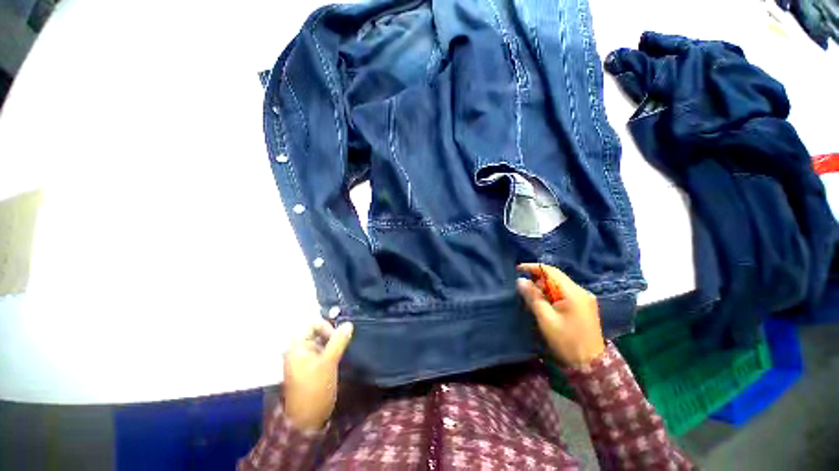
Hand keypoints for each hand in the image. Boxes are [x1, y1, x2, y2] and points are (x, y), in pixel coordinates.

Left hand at [283, 320, 353, 430]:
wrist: (306, 420)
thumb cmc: (315, 388)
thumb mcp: (328, 362)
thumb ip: (338, 341)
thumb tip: (349, 323)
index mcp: (297, 347)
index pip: (313, 325)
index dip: (327, 327)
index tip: (338, 338)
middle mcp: (298, 350)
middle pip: (317, 333)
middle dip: (332, 336)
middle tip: (343, 345)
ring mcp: (304, 360)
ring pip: (321, 343)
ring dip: (333, 344)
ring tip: (343, 352)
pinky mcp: (310, 368)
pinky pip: (322, 353)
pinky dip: (331, 353)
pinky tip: (339, 359)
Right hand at [516, 264, 604, 367]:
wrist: (591, 365)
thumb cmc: (566, 341)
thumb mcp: (545, 319)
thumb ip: (533, 297)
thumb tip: (520, 280)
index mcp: (573, 293)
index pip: (551, 271)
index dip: (533, 268)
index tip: (518, 269)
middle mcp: (581, 292)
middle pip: (555, 278)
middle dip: (538, 281)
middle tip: (524, 291)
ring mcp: (584, 299)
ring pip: (559, 286)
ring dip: (544, 289)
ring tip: (533, 300)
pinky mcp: (584, 307)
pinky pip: (564, 294)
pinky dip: (552, 296)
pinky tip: (545, 305)